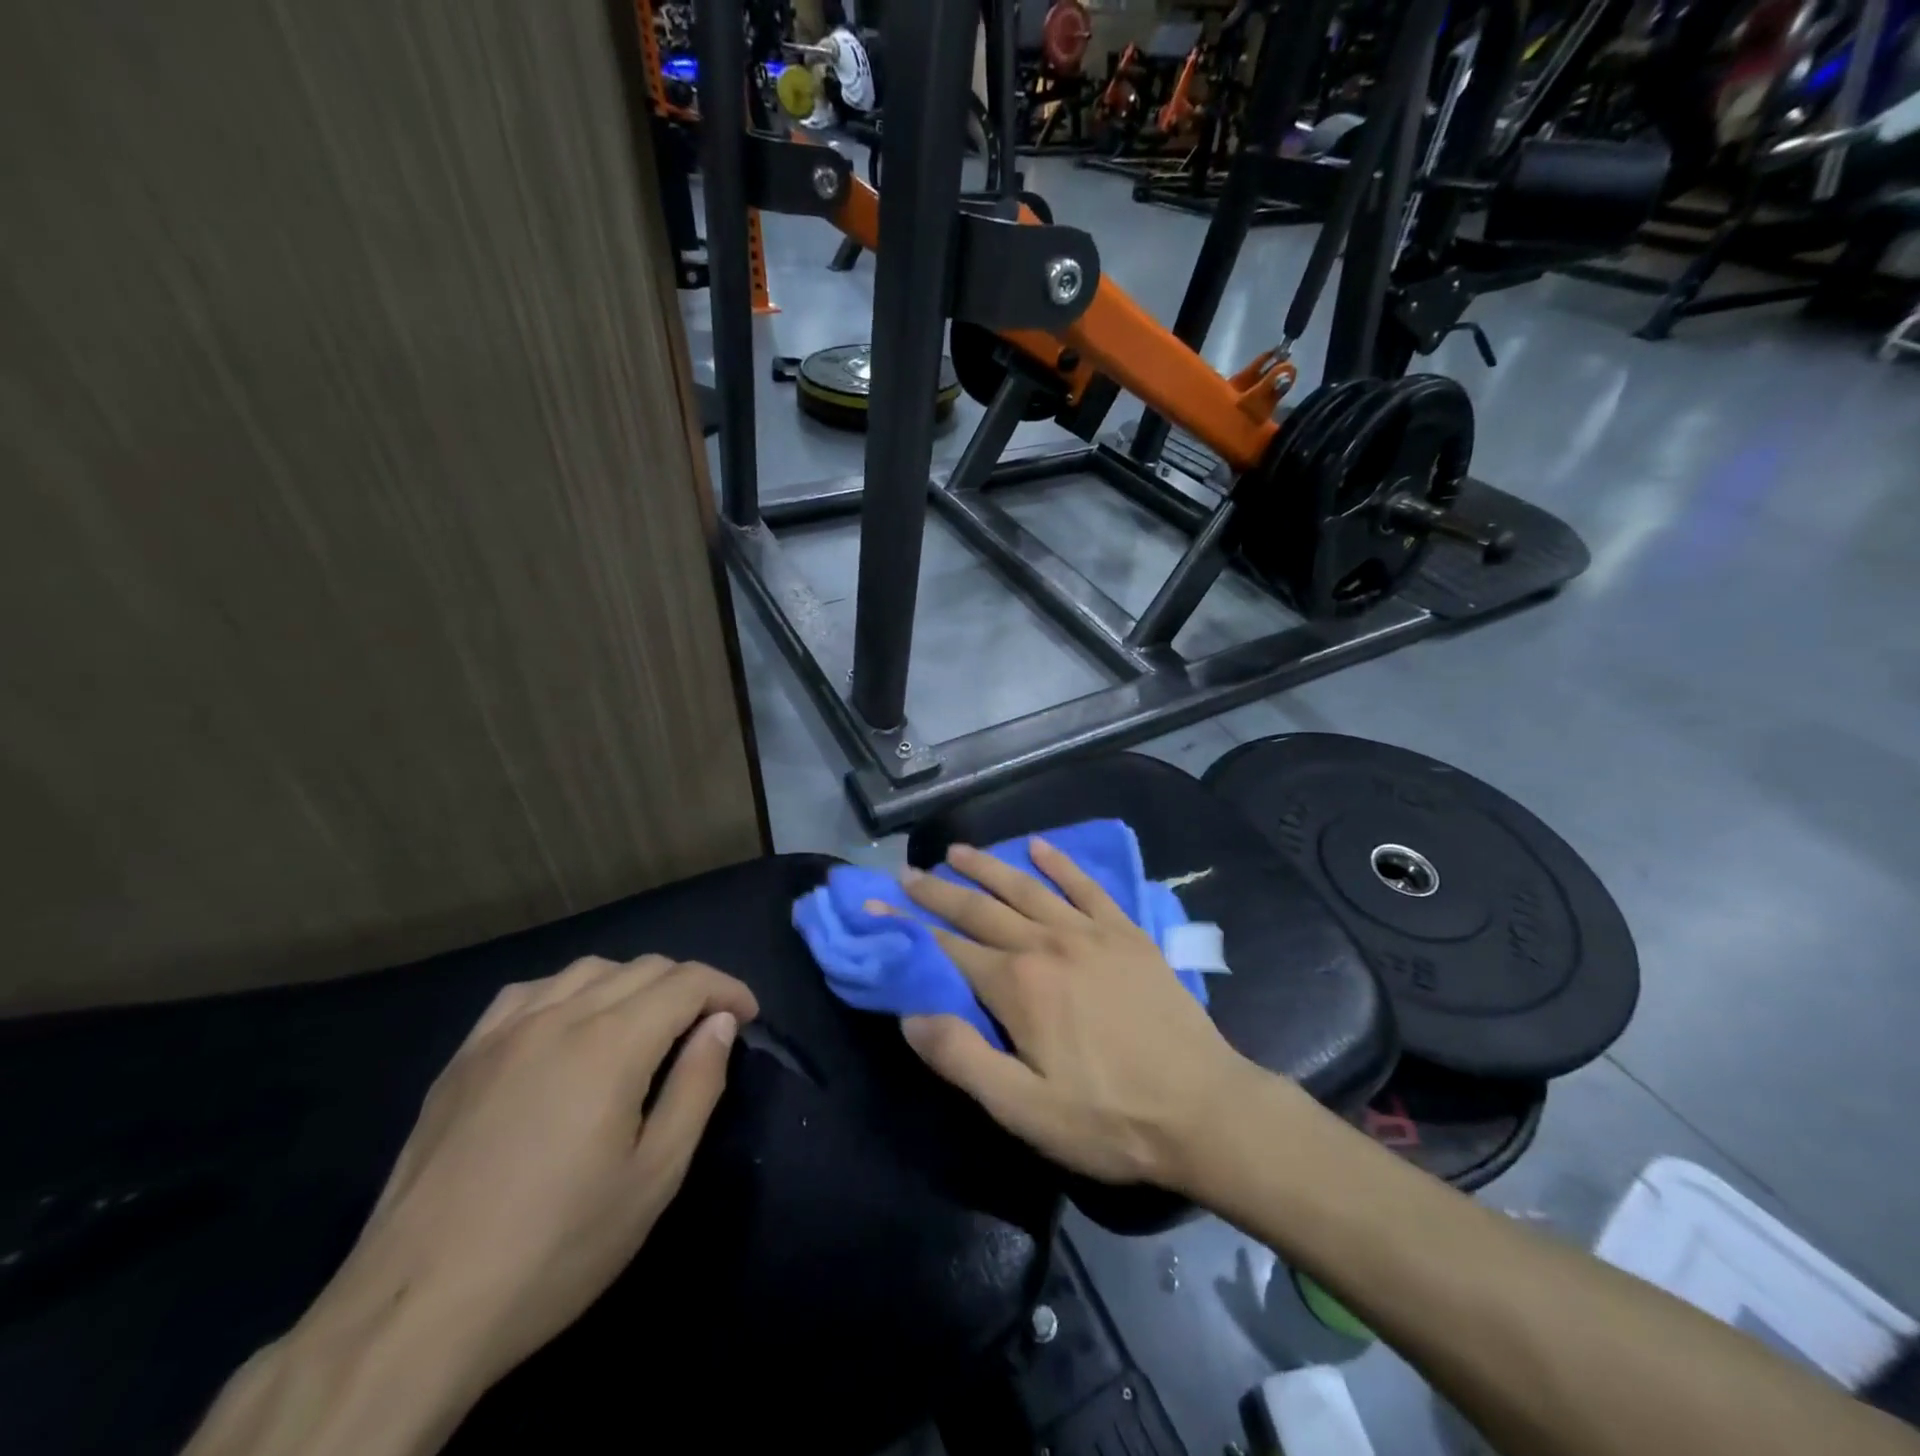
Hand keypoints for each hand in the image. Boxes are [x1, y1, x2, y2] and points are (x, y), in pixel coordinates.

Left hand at [297, 954, 756, 1398]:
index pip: (687, 982)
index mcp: (612, 1043)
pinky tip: (570, 1024)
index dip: (727, 989)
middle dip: (688, 985)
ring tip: (646, 1023)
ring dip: (633, 982)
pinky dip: (569, 991)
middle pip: (643, 968)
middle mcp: (560, 1017)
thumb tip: (719, 1024)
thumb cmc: (556, 1247)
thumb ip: (697, 1086)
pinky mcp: (463, 1057)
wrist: (414, 1311)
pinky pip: (528, 992)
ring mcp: (504, 1032)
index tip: (747, 1016)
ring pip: (587, 970)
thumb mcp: (654, 1176)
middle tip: (707, 1026)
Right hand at [896, 840, 1255, 1191]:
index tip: (878, 905)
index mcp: (1017, 985)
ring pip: (1026, 887)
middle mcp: (1047, 943)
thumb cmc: (1108, 1117)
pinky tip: (1040, 847)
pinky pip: (1086, 886)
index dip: (908, 927)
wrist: (1204, 1109)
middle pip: (980, 909)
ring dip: (988, 866)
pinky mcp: (1126, 932)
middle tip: (908, 871)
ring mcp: (1089, 932)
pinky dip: (1059, 864)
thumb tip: (911, 1014)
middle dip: (938, 889)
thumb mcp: (1024, 1108)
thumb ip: (962, 1058)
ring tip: (958, 849)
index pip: (947, 948)